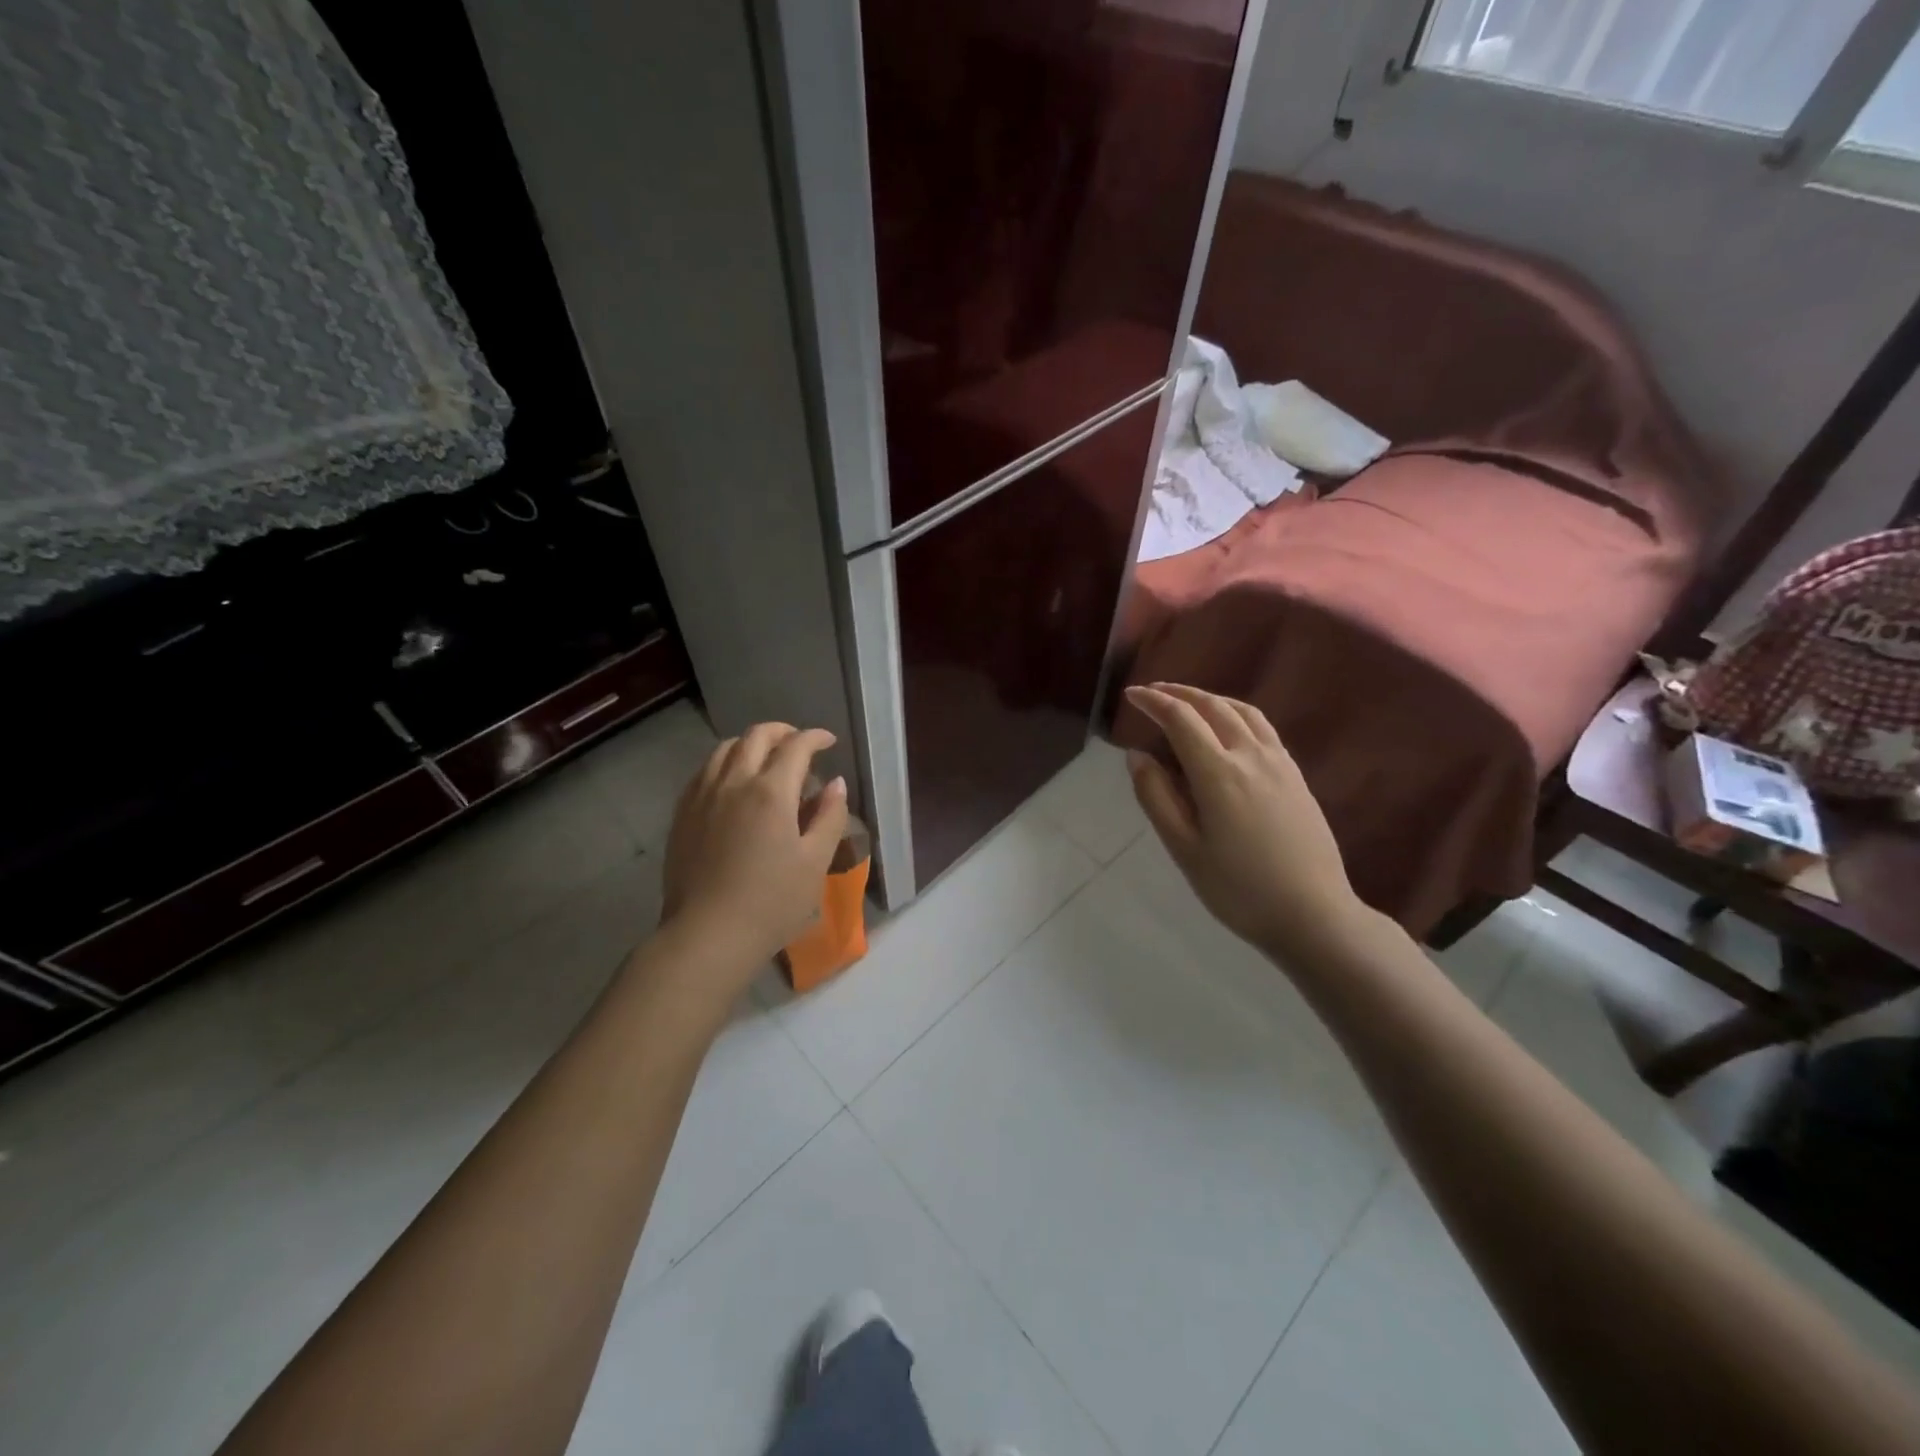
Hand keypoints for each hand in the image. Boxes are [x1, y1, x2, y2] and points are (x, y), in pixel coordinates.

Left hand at [660, 723, 848, 972]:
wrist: (707, 936)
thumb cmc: (772, 902)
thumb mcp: (815, 862)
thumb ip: (829, 817)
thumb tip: (836, 785)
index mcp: (770, 791)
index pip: (796, 746)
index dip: (815, 737)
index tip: (829, 742)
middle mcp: (733, 782)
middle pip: (756, 736)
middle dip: (782, 732)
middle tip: (800, 744)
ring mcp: (702, 796)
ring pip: (724, 749)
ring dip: (750, 744)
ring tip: (766, 759)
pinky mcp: (682, 815)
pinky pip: (704, 772)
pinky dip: (725, 763)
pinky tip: (733, 784)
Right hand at [1124, 683, 1364, 961]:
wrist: (1313, 914)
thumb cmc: (1238, 888)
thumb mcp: (1184, 849)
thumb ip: (1156, 797)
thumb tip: (1137, 756)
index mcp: (1218, 773)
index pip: (1181, 720)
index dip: (1153, 702)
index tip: (1131, 695)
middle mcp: (1251, 756)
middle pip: (1213, 706)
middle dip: (1180, 693)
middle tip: (1153, 692)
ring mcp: (1279, 763)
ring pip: (1243, 712)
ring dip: (1210, 699)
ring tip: (1188, 702)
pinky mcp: (1296, 776)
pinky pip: (1263, 728)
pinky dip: (1236, 713)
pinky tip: (1229, 728)